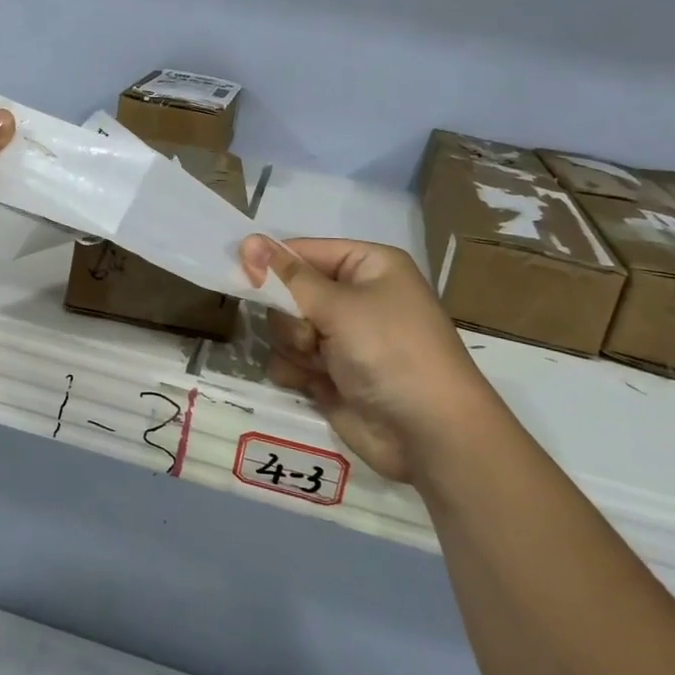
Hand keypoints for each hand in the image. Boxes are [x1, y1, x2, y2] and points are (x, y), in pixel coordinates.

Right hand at [241, 237, 498, 485]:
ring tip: (319, 363)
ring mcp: (341, 339)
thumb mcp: (340, 306)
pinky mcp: (330, 375)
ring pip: (283, 328)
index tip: (244, 275)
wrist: (430, 435)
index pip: (304, 251)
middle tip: (310, 334)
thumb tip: (246, 239)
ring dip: (293, 345)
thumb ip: (287, 277)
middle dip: (290, 315)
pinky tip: (313, 385)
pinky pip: (289, 361)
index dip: (273, 264)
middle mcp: (353, 297)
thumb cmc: (391, 352)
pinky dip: (294, 372)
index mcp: (367, 266)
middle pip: (288, 291)